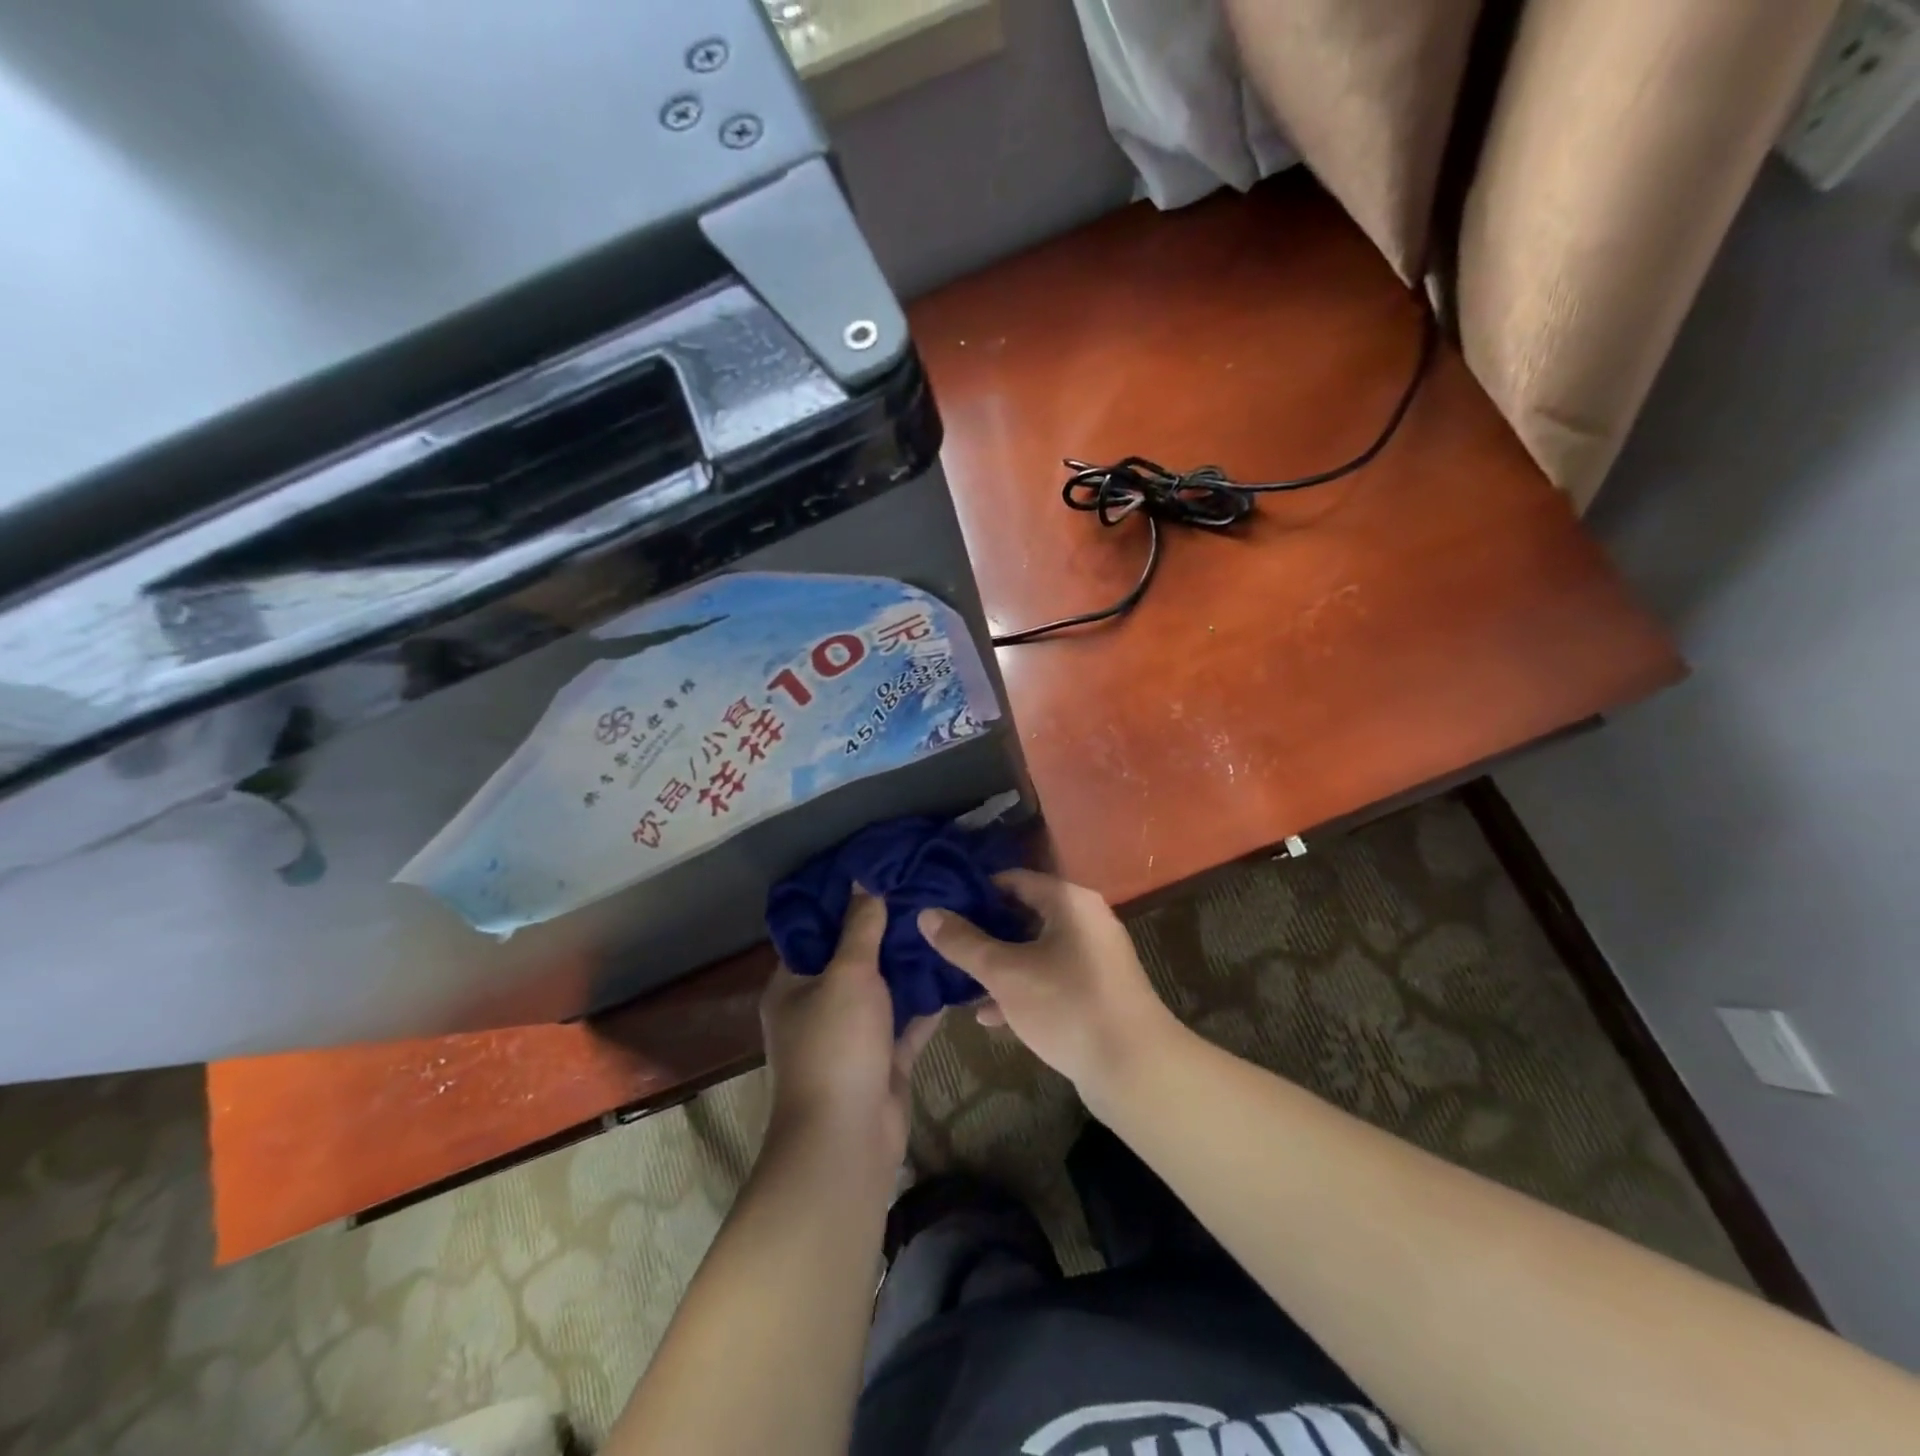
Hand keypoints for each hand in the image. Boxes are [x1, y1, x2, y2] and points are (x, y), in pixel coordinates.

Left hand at [761, 890, 940, 1166]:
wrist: (848, 1139)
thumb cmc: (836, 1045)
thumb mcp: (848, 974)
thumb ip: (860, 927)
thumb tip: (862, 880)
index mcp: (793, 985)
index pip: (813, 931)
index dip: (840, 902)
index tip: (874, 871)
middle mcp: (818, 1007)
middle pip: (851, 959)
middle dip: (882, 930)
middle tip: (917, 891)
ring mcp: (851, 1036)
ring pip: (882, 990)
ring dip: (906, 964)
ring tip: (939, 921)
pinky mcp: (882, 1059)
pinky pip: (906, 1022)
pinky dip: (926, 1002)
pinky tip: (954, 970)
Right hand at [917, 870, 1178, 1107]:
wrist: (1136, 1069)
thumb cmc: (1067, 1006)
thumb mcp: (1006, 973)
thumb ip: (964, 943)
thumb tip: (926, 913)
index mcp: (1069, 901)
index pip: (1013, 879)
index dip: (975, 892)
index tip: (941, 908)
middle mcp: (1085, 920)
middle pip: (1023, 915)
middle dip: (983, 933)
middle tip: (944, 945)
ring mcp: (1094, 958)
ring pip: (1034, 951)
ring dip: (999, 966)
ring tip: (957, 981)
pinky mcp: (1096, 992)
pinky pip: (1050, 979)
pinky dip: (1022, 990)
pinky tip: (989, 1016)